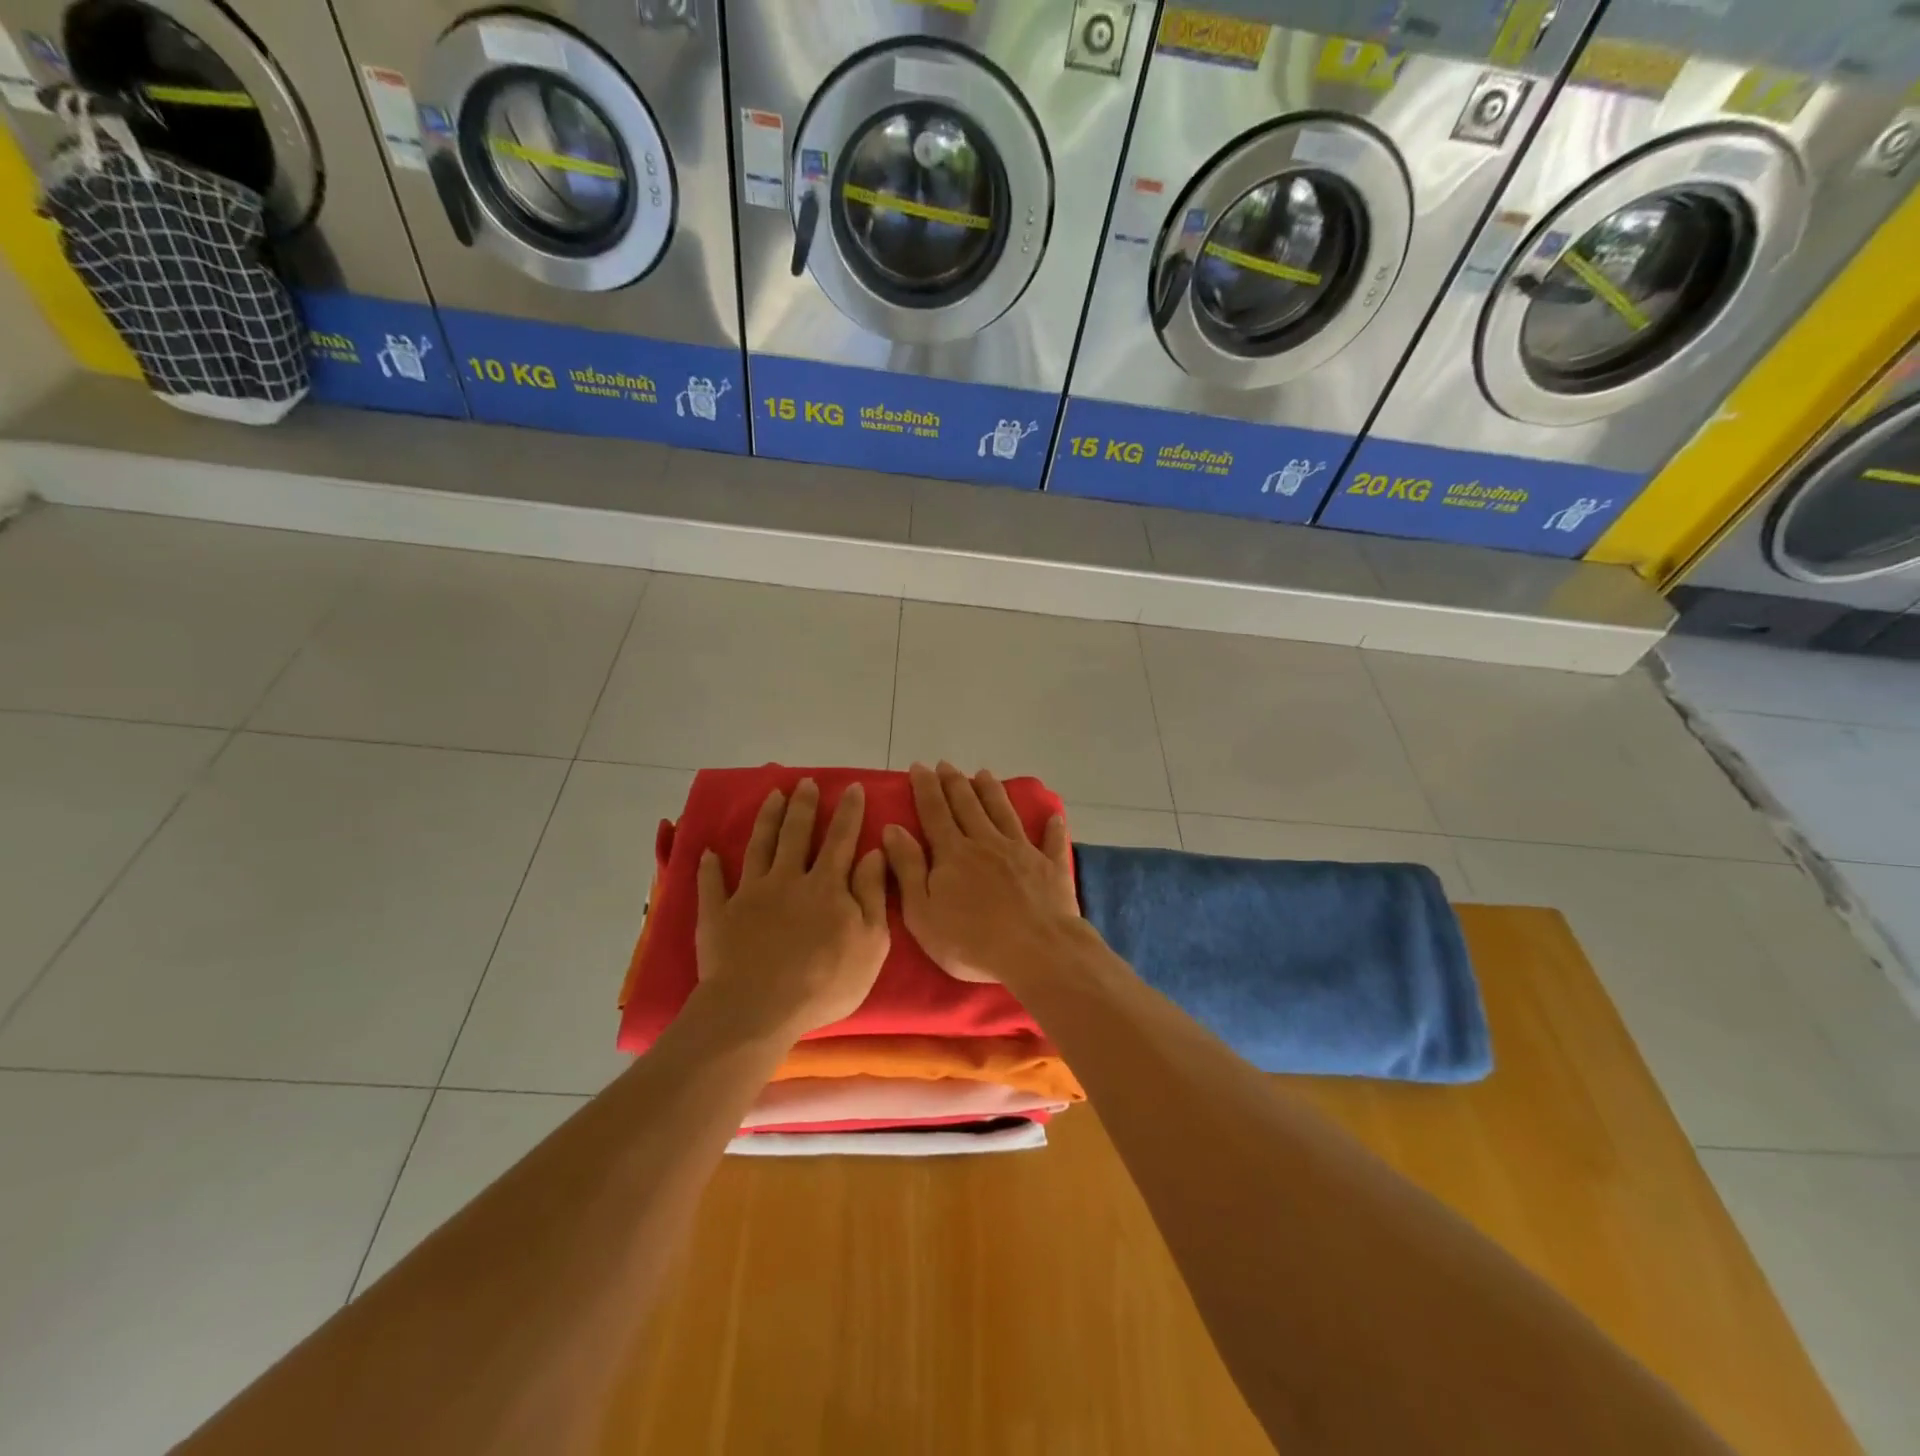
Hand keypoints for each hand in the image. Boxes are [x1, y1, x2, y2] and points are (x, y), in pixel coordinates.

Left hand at [695, 779, 889, 1040]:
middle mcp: (787, 879)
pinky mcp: (719, 915)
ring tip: (773, 795)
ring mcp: (750, 894)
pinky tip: (708, 852)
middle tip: (805, 782)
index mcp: (826, 885)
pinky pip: (712, 885)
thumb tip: (874, 853)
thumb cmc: (823, 982)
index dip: (849, 812)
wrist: (758, 1009)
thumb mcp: (870, 943)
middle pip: (796, 834)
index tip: (853, 787)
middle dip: (803, 805)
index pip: (841, 840)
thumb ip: (872, 894)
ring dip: (766, 819)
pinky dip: (709, 868)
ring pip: (759, 846)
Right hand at [881, 762, 1081, 984]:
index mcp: (953, 853)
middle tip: (945, 764)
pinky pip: (1051, 842)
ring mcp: (1022, 852)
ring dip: (992, 792)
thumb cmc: (971, 941)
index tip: (918, 767)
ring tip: (984, 774)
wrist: (1036, 952)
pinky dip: (1052, 828)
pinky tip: (1054, 816)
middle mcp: (987, 843)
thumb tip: (892, 829)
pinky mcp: (1051, 868)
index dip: (925, 788)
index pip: (935, 812)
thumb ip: (908, 868)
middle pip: (968, 806)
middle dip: (954, 783)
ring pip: (1004, 813)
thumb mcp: (923, 912)